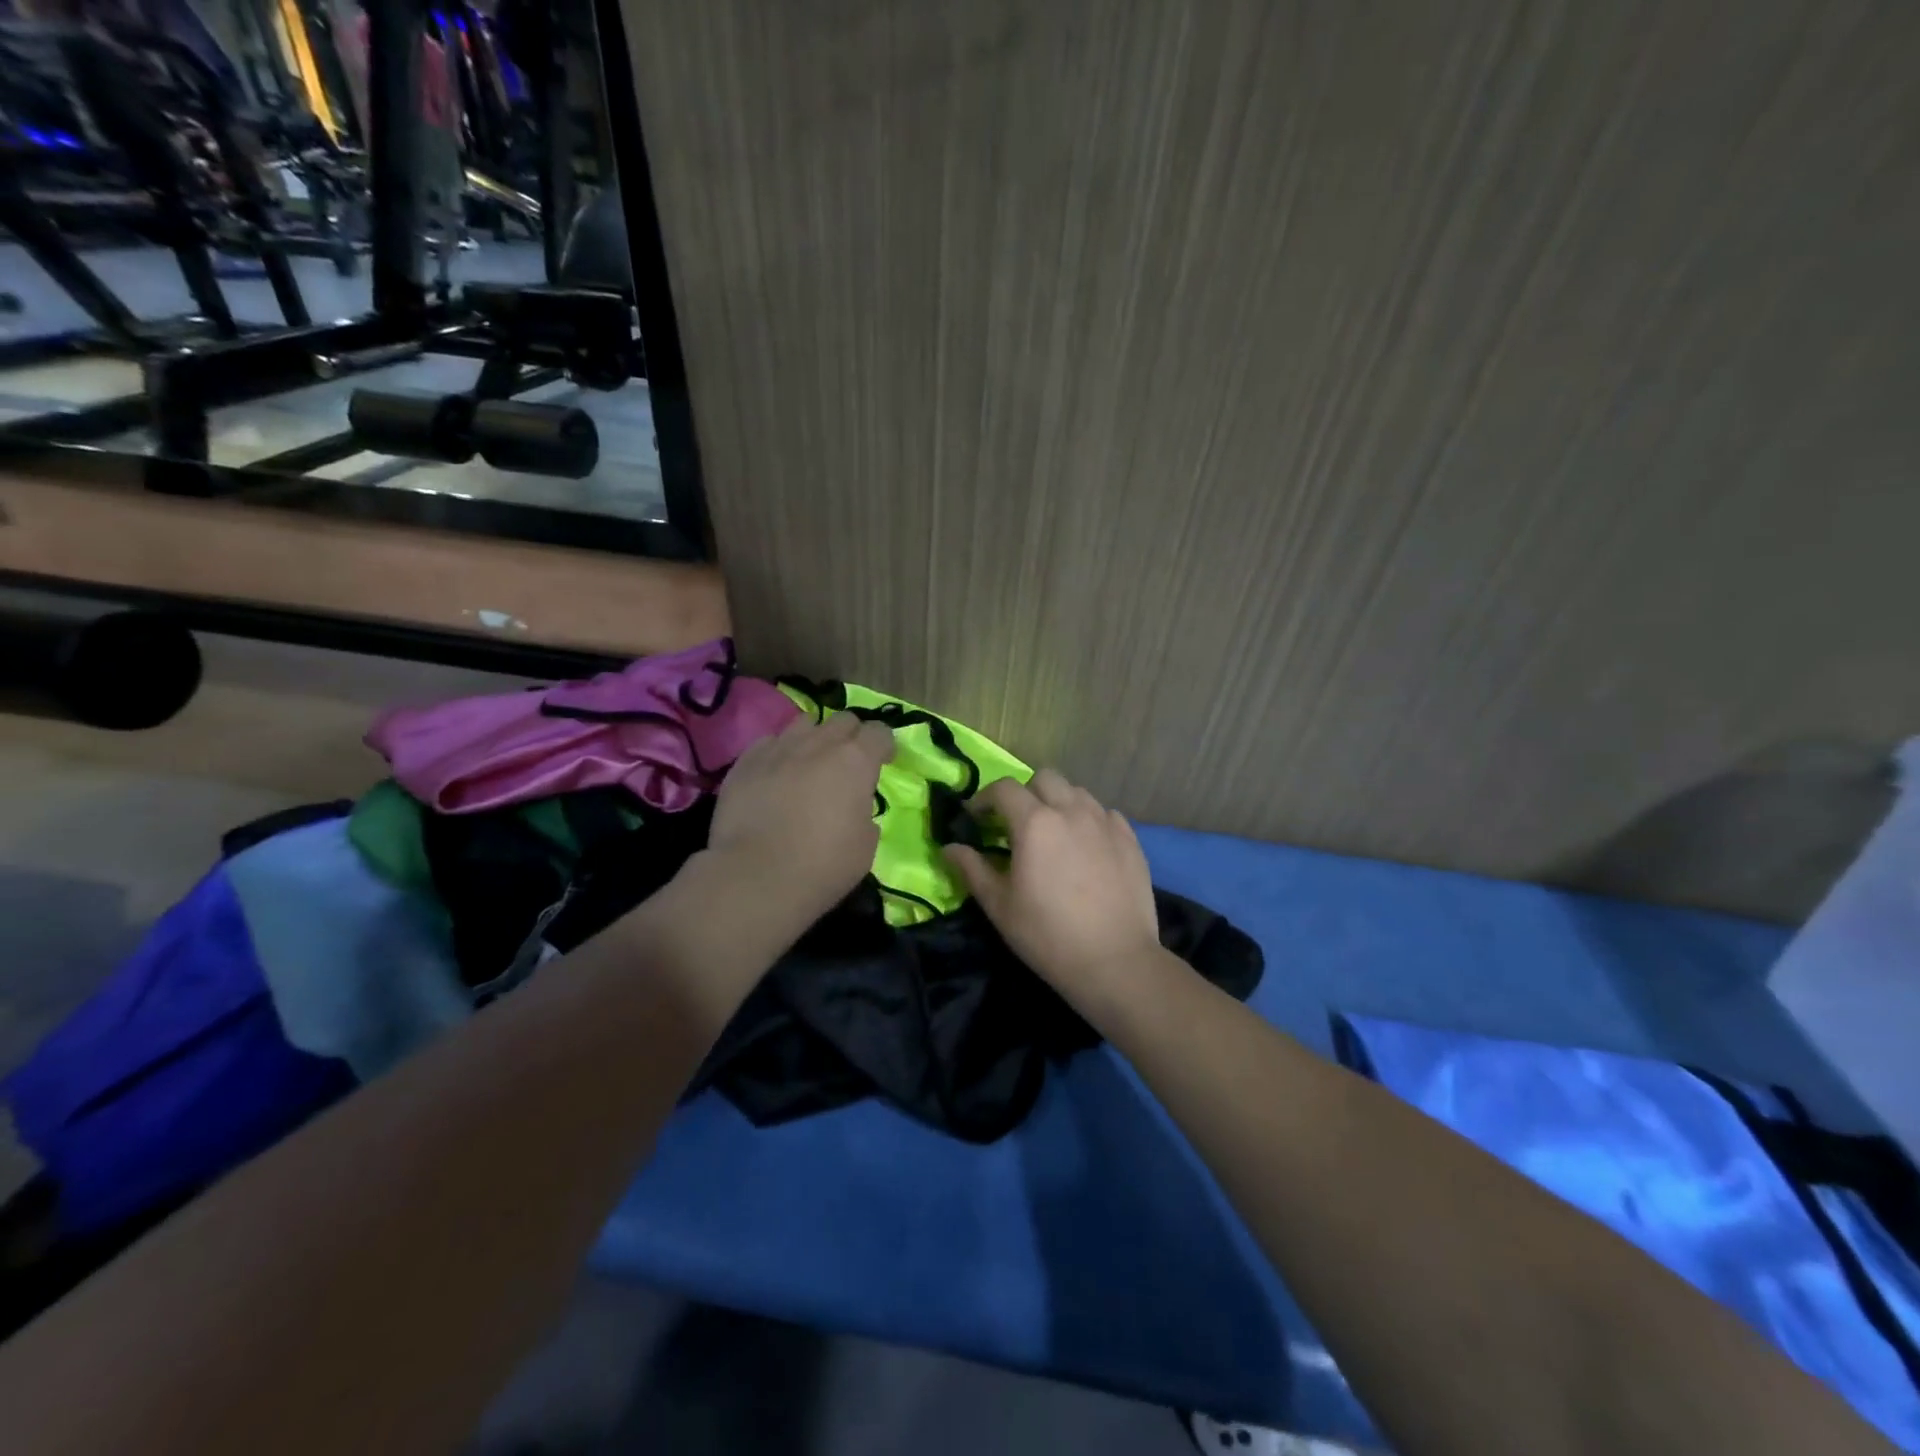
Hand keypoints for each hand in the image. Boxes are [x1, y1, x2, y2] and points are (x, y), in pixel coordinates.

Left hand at [706, 713, 894, 928]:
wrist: (756, 876)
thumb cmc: (823, 865)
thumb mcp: (865, 846)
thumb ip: (865, 815)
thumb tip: (854, 808)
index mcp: (856, 761)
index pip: (879, 732)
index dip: (884, 745)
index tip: (883, 762)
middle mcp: (819, 744)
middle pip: (842, 720)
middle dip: (850, 736)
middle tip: (847, 763)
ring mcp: (779, 748)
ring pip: (804, 723)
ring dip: (814, 738)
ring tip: (809, 763)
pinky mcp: (746, 761)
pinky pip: (769, 742)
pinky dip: (779, 753)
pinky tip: (776, 775)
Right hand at [945, 770, 1163, 1009]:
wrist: (1115, 960)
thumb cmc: (1048, 935)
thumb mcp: (999, 906)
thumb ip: (972, 869)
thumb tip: (949, 848)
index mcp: (1035, 823)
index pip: (1003, 789)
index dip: (984, 798)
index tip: (976, 818)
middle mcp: (1071, 811)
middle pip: (1044, 778)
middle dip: (1025, 793)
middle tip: (1017, 824)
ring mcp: (1105, 822)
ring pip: (1076, 792)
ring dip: (1058, 803)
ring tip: (1054, 834)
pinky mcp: (1130, 838)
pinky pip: (1104, 813)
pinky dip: (1089, 820)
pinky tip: (1086, 847)